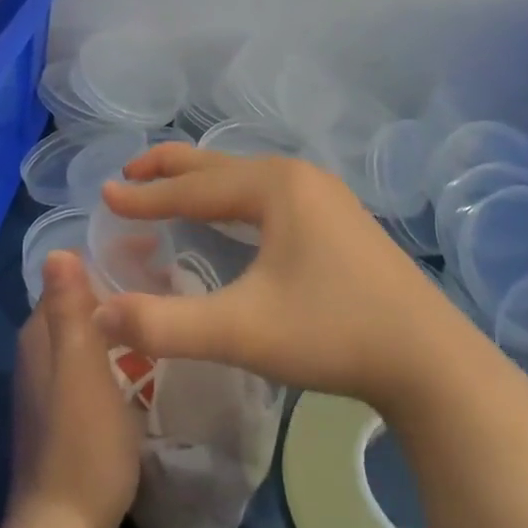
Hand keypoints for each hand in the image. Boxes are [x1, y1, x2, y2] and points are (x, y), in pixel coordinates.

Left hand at [7, 249, 140, 527]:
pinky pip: (94, 359)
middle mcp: (38, 352)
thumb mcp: (81, 369)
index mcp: (39, 335)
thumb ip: (69, 310)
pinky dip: (119, 348)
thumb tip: (59, 251)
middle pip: (82, 301)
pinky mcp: (65, 410)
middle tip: (173, 278)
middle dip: (121, 284)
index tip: (158, 248)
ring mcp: (50, 383)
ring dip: (122, 317)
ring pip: (89, 331)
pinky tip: (146, 357)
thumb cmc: (82, 444)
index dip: (112, 257)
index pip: (73, 275)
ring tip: (166, 310)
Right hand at [93, 144, 464, 416]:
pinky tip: (234, 218)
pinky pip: (270, 195)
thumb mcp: (241, 331)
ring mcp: (325, 196)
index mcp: (274, 187)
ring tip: (170, 190)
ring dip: (204, 183)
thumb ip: (164, 324)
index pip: (193, 188)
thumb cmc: (332, 334)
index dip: (145, 195)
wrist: (430, 361)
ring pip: (247, 180)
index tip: (105, 195)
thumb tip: (97, 316)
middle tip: (128, 174)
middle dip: (170, 170)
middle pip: (219, 167)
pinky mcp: (340, 220)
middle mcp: (299, 178)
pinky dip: (234, 199)